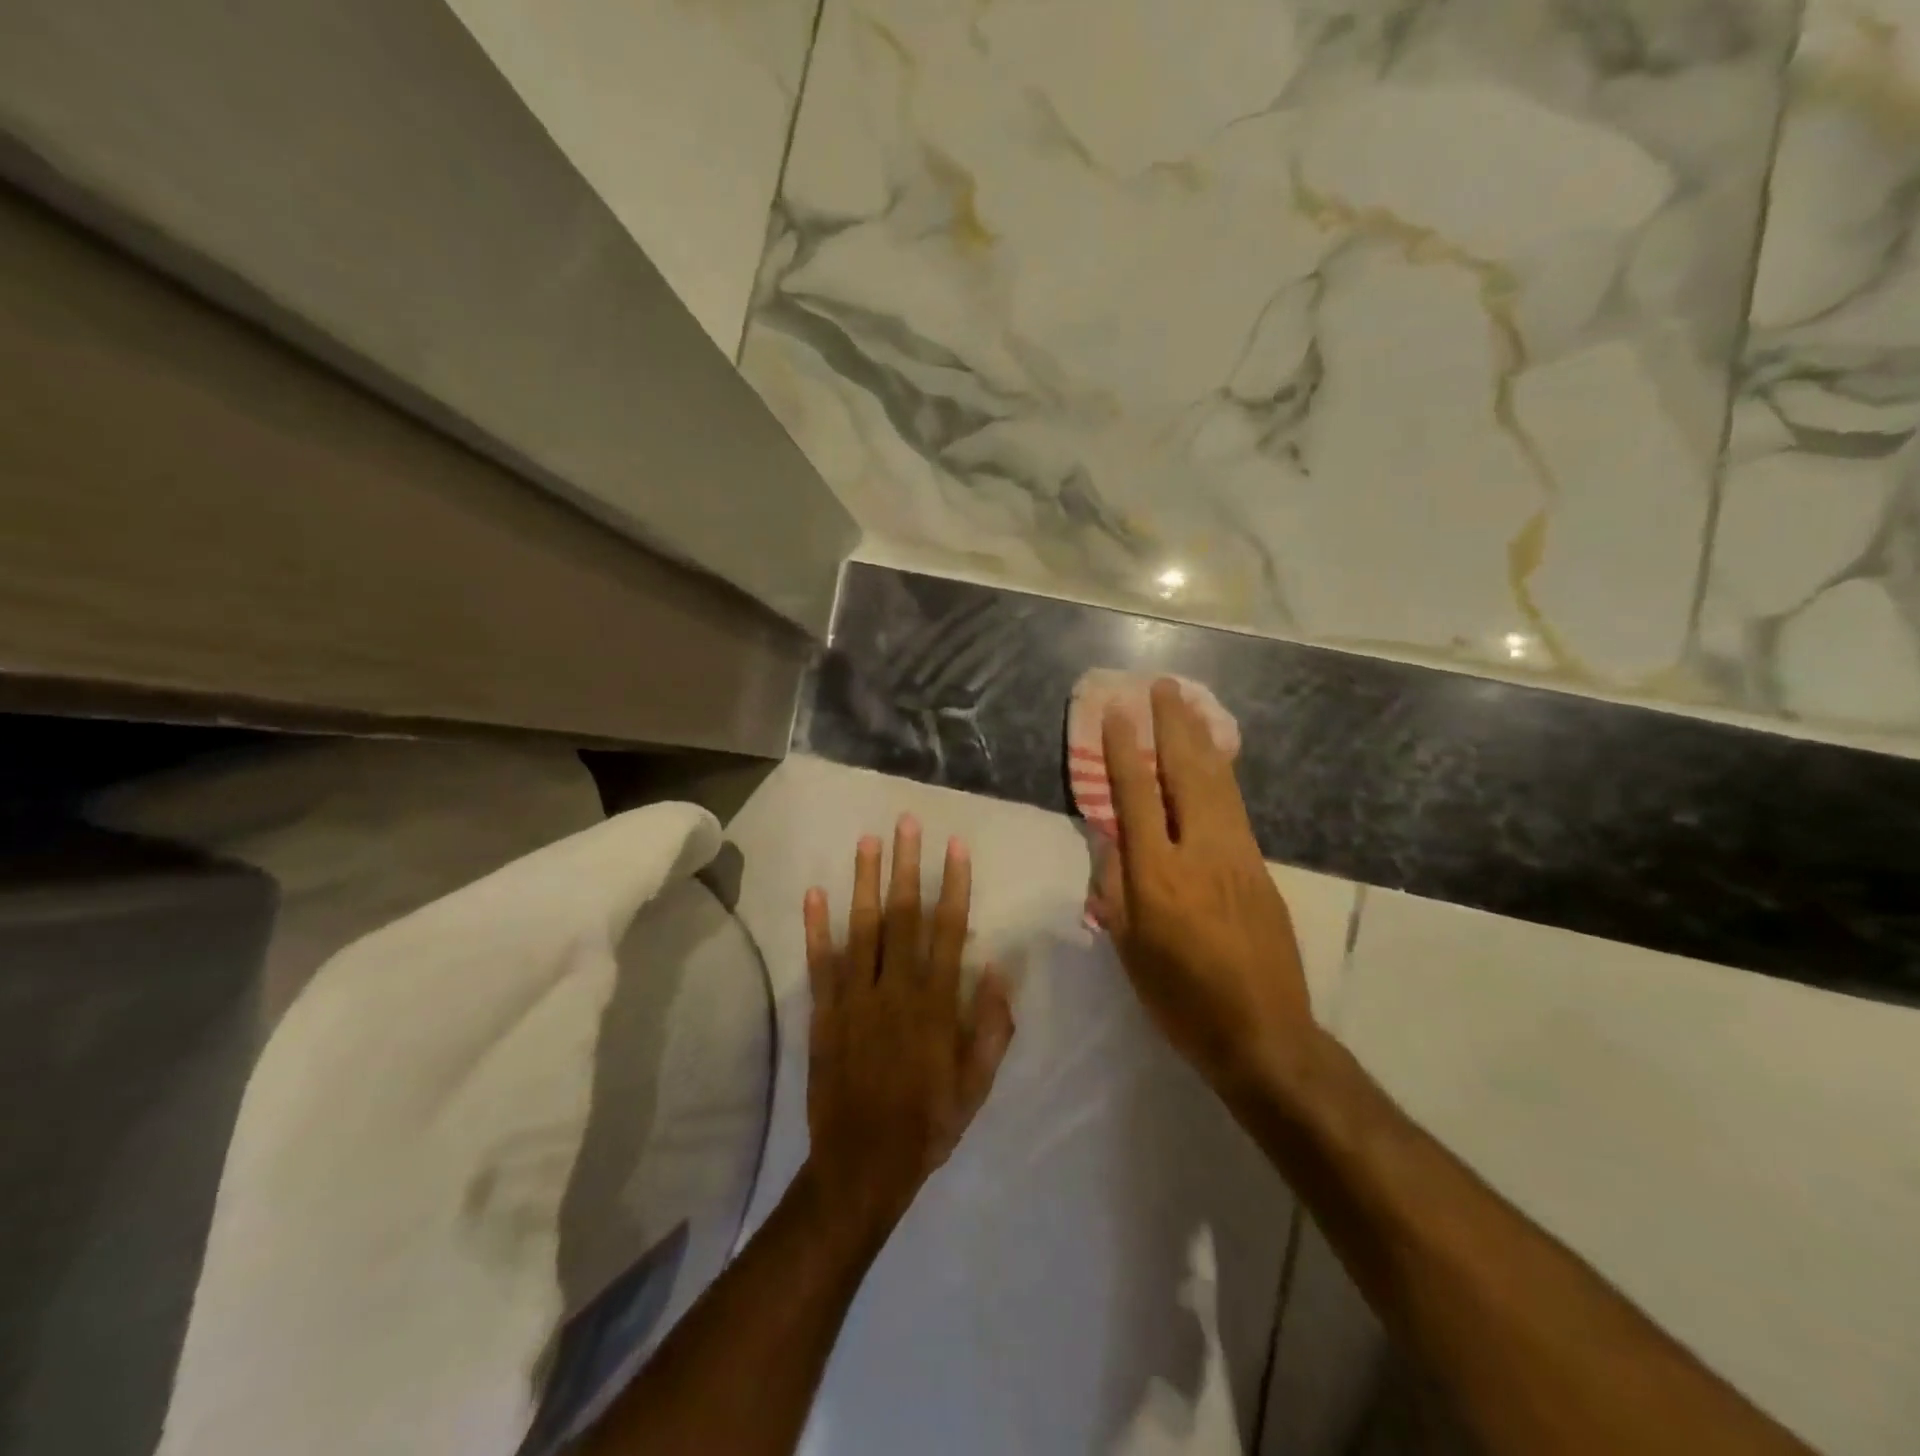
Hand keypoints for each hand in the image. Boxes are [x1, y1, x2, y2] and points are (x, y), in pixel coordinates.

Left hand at [802, 816, 1015, 1248]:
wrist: (863, 1165)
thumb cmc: (928, 1123)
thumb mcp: (976, 1085)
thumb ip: (991, 1027)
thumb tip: (999, 970)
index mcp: (936, 1004)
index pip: (949, 931)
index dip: (953, 886)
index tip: (955, 847)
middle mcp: (896, 990)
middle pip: (903, 916)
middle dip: (907, 866)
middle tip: (907, 823)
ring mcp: (856, 998)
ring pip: (863, 929)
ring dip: (865, 882)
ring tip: (867, 841)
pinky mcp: (825, 1013)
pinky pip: (821, 964)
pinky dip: (817, 928)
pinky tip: (815, 892)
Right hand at [1092, 679, 1315, 1098]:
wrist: (1264, 1033)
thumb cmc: (1182, 1000)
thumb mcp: (1130, 951)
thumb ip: (1116, 890)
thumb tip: (1113, 843)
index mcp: (1158, 876)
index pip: (1136, 797)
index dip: (1123, 751)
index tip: (1116, 712)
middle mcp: (1200, 853)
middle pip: (1186, 773)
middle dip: (1172, 725)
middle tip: (1162, 686)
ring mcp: (1237, 855)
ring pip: (1217, 782)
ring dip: (1200, 738)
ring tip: (1187, 703)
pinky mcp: (1260, 867)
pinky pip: (1234, 805)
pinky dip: (1220, 772)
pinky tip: (1214, 758)